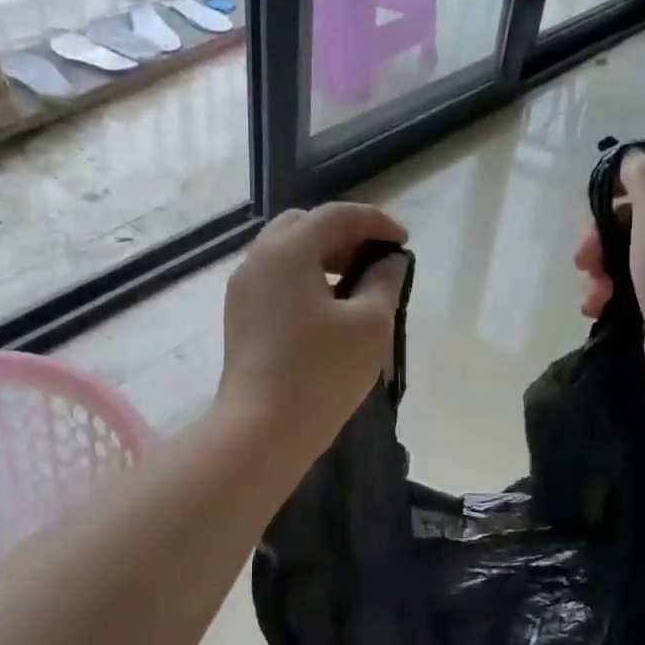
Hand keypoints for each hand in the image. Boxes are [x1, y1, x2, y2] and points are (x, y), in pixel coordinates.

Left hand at [217, 202, 409, 456]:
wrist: (261, 429)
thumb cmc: (321, 373)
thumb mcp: (369, 325)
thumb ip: (383, 282)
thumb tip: (389, 261)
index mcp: (288, 250)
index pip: (336, 215)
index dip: (376, 222)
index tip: (403, 242)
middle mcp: (259, 259)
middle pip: (305, 225)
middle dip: (344, 234)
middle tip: (375, 259)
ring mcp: (244, 288)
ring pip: (286, 251)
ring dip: (323, 255)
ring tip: (356, 283)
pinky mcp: (240, 315)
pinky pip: (275, 277)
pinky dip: (304, 277)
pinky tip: (328, 307)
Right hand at [575, 152, 644, 402]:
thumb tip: (634, 157)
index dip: (626, 182)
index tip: (598, 201)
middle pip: (635, 218)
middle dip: (602, 233)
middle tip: (584, 255)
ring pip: (625, 256)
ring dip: (599, 269)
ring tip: (592, 290)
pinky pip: (626, 288)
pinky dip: (606, 295)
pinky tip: (595, 308)